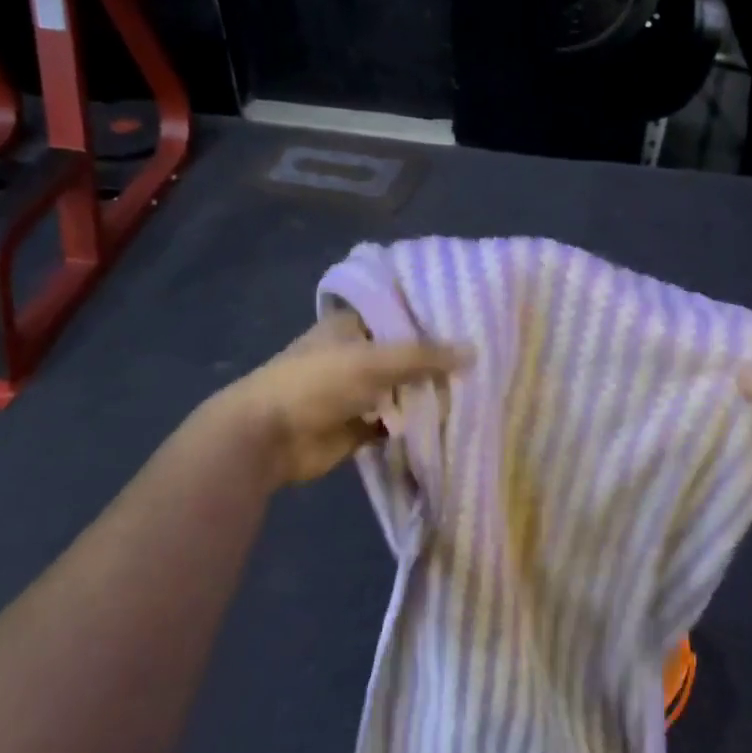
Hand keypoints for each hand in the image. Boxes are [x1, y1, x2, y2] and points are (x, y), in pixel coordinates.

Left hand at [215, 313, 470, 487]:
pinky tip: (451, 422)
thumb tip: (474, 352)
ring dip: (428, 394)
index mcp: (351, 326)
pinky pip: (395, 422)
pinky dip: (416, 424)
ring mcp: (356, 393)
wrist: (268, 438)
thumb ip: (424, 356)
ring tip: (478, 389)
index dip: (430, 318)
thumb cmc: (316, 384)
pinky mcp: (358, 426)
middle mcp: (355, 355)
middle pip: (404, 355)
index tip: (471, 320)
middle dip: (436, 361)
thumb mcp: (373, 361)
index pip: (398, 314)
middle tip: (483, 360)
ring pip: (402, 390)